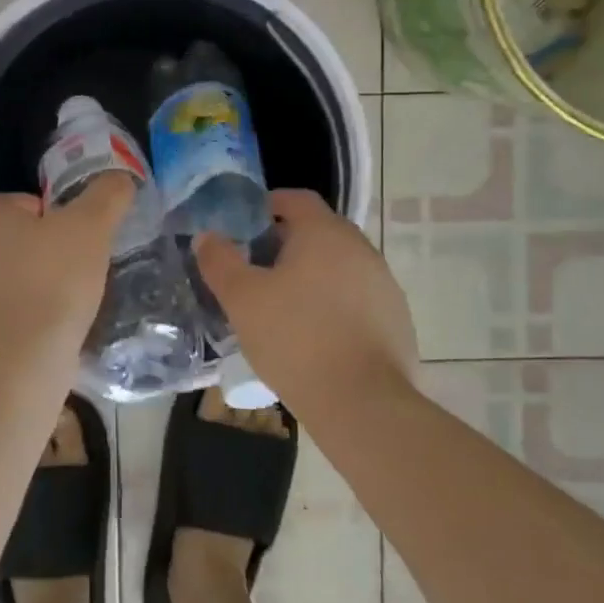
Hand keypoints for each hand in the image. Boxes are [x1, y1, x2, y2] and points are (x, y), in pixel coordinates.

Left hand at [0, 175, 132, 347]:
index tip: (81, 233)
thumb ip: (107, 196)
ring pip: (14, 276)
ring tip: (76, 298)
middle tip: (83, 264)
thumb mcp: (91, 226)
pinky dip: (33, 315)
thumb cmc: (52, 279)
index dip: (55, 212)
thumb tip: (120, 179)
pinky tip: (60, 327)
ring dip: (40, 283)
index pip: (24, 200)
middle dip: (47, 249)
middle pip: (18, 238)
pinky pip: (12, 311)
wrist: (19, 358)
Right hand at [196, 189, 416, 406]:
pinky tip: (316, 335)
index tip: (246, 225)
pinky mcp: (396, 319)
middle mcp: (361, 248)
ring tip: (284, 305)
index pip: (296, 199)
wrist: (363, 403)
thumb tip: (207, 237)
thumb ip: (220, 261)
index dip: (269, 205)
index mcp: (325, 233)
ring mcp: (384, 284)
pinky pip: (358, 298)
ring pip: (340, 266)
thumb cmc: (295, 339)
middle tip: (257, 268)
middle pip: (320, 231)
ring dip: (313, 275)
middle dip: (288, 243)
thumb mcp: (242, 299)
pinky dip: (336, 304)